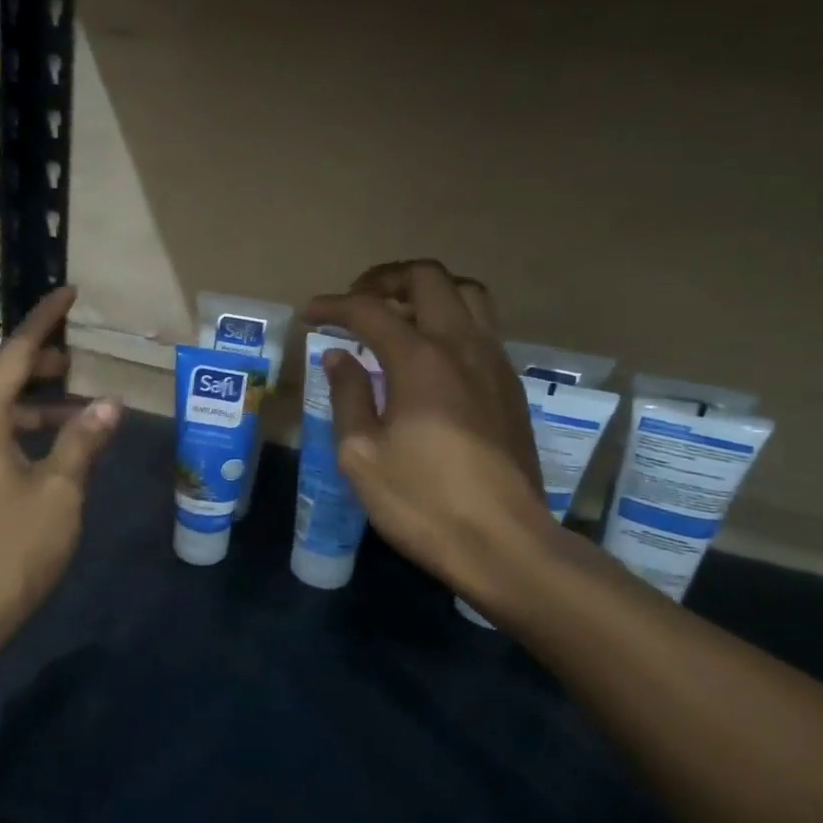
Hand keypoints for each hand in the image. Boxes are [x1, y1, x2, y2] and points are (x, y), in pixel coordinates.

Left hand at [0, 287, 121, 644]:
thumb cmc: (13, 547)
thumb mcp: (60, 491)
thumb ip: (83, 441)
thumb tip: (109, 404)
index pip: (13, 355)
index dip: (43, 321)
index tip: (68, 294)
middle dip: (27, 360)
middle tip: (69, 365)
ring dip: (26, 398)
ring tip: (74, 409)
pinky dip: (18, 426)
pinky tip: (51, 450)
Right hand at [304, 260, 557, 611]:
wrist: (504, 543)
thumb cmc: (423, 502)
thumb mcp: (361, 455)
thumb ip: (348, 396)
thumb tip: (339, 358)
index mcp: (420, 360)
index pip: (370, 310)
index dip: (334, 306)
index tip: (311, 315)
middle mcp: (462, 346)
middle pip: (428, 278)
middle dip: (385, 279)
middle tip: (358, 301)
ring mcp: (494, 363)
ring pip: (467, 294)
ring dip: (427, 292)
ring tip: (398, 316)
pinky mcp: (511, 386)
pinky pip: (482, 327)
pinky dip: (451, 320)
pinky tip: (430, 355)